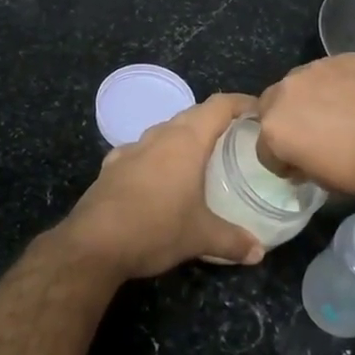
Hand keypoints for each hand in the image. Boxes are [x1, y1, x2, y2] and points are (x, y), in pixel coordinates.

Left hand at [56, 93, 263, 280]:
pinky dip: (155, 156)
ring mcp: (131, 149)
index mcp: (186, 141)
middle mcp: (159, 136)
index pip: (219, 106)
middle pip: (192, 114)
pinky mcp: (111, 166)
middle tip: (236, 136)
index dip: (241, 103)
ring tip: (200, 156)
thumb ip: (233, 241)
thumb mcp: (201, 237)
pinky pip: (140, 151)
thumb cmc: (156, 229)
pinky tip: (157, 175)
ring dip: (183, 137)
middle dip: (215, 120)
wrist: (94, 244)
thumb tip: (259, 252)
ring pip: (164, 131)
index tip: (259, 111)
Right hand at [257, 54, 354, 202]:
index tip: (300, 168)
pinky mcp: (344, 57)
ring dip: (310, 99)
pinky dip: (338, 85)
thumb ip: (303, 164)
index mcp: (276, 128)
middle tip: (314, 136)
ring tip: (340, 114)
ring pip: (300, 84)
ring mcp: (316, 68)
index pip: (264, 149)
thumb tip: (304, 159)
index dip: (281, 161)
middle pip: (272, 106)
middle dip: (286, 121)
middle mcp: (286, 91)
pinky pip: (330, 73)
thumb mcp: (326, 183)